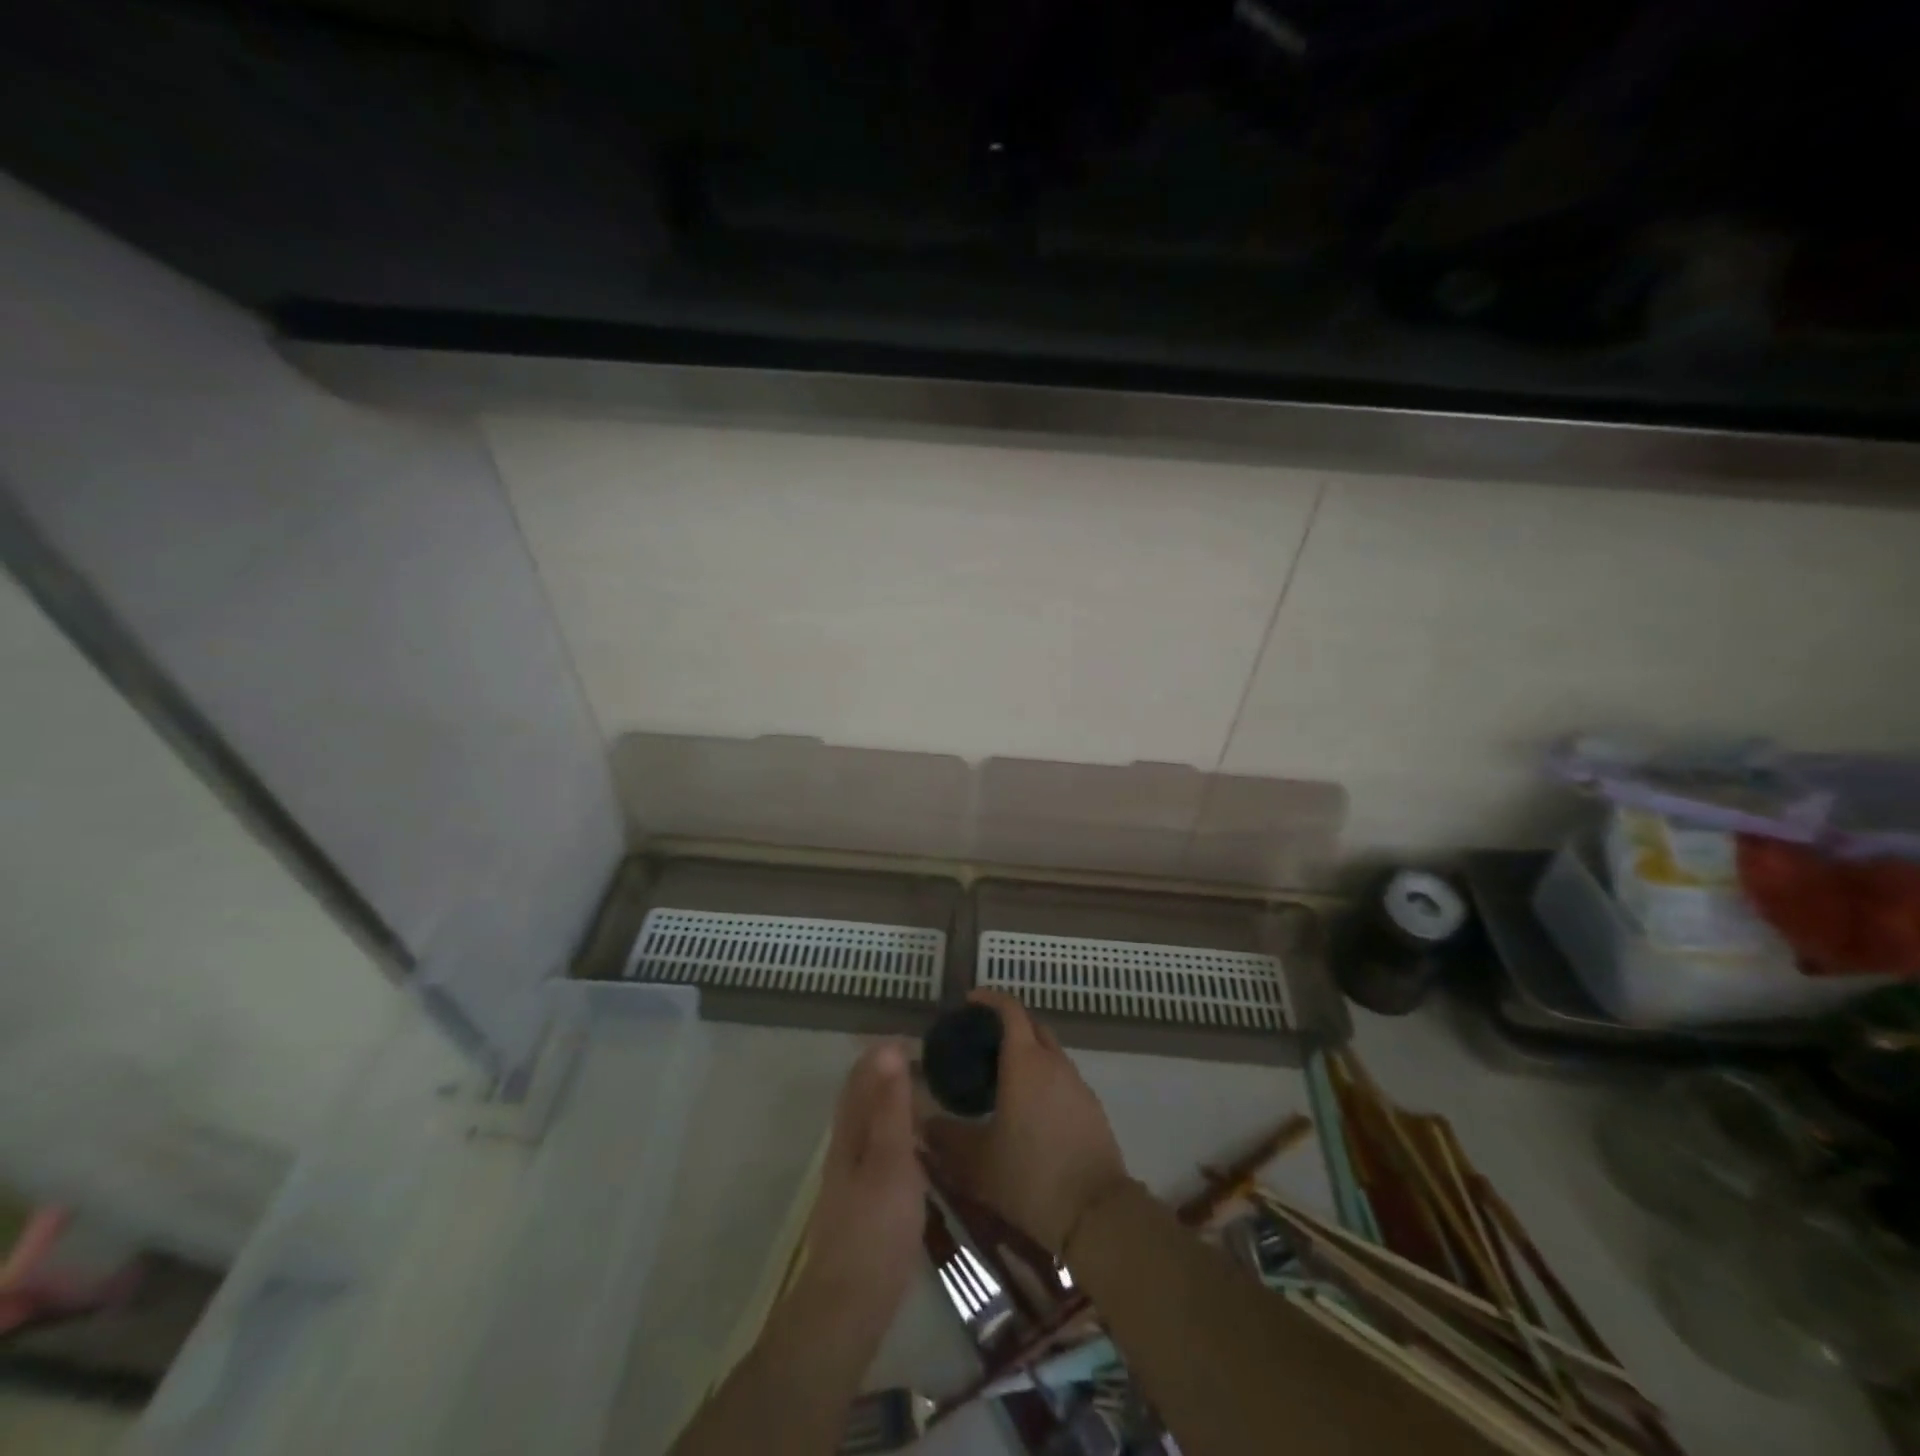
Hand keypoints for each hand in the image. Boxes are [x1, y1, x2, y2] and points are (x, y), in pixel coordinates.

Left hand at [796, 1041, 927, 1337]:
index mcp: (850, 1131)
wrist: (849, 1306)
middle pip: (861, 1098)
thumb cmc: (875, 1227)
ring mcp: (851, 1177)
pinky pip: (878, 1149)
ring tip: (926, 1096)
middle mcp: (845, 1147)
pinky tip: (916, 1148)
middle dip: (886, 1074)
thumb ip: (890, 1106)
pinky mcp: (862, 1203)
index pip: (861, 1076)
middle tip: (926, 1062)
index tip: (916, 1038)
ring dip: (891, 1102)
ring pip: (869, 1124)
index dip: (882, 1053)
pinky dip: (896, 1133)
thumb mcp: (891, 1159)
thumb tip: (888, 1048)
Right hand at [924, 991, 1131, 1255]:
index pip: (1010, 1010)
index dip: (990, 999)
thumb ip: (945, 1137)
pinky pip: (1063, 1077)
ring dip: (1028, 1052)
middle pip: (1032, 1025)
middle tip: (982, 1040)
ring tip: (1002, 1076)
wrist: (1095, 1212)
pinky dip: (1044, 1077)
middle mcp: (1053, 1062)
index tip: (970, 1001)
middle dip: (1009, 1023)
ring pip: (1050, 1052)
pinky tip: (1029, 1108)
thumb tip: (922, 1123)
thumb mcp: (976, 1161)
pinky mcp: (1091, 1106)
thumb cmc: (1029, 1176)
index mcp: (1024, 1061)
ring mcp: (1077, 1083)